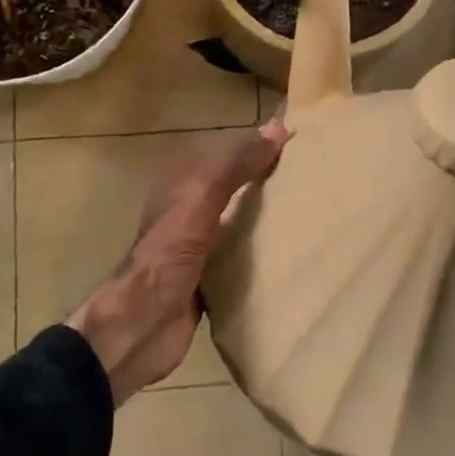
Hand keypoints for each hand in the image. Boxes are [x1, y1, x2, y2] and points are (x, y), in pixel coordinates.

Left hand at [69, 121, 288, 404]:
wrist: (141, 326)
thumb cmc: (168, 256)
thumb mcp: (201, 201)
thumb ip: (235, 167)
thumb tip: (276, 129)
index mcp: (180, 187)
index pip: (224, 154)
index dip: (255, 145)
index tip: (296, 140)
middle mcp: (187, 213)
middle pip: (232, 188)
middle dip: (265, 182)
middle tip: (312, 177)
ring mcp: (196, 248)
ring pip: (237, 223)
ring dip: (265, 219)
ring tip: (310, 212)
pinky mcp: (207, 281)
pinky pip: (240, 259)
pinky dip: (261, 254)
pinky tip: (290, 255)